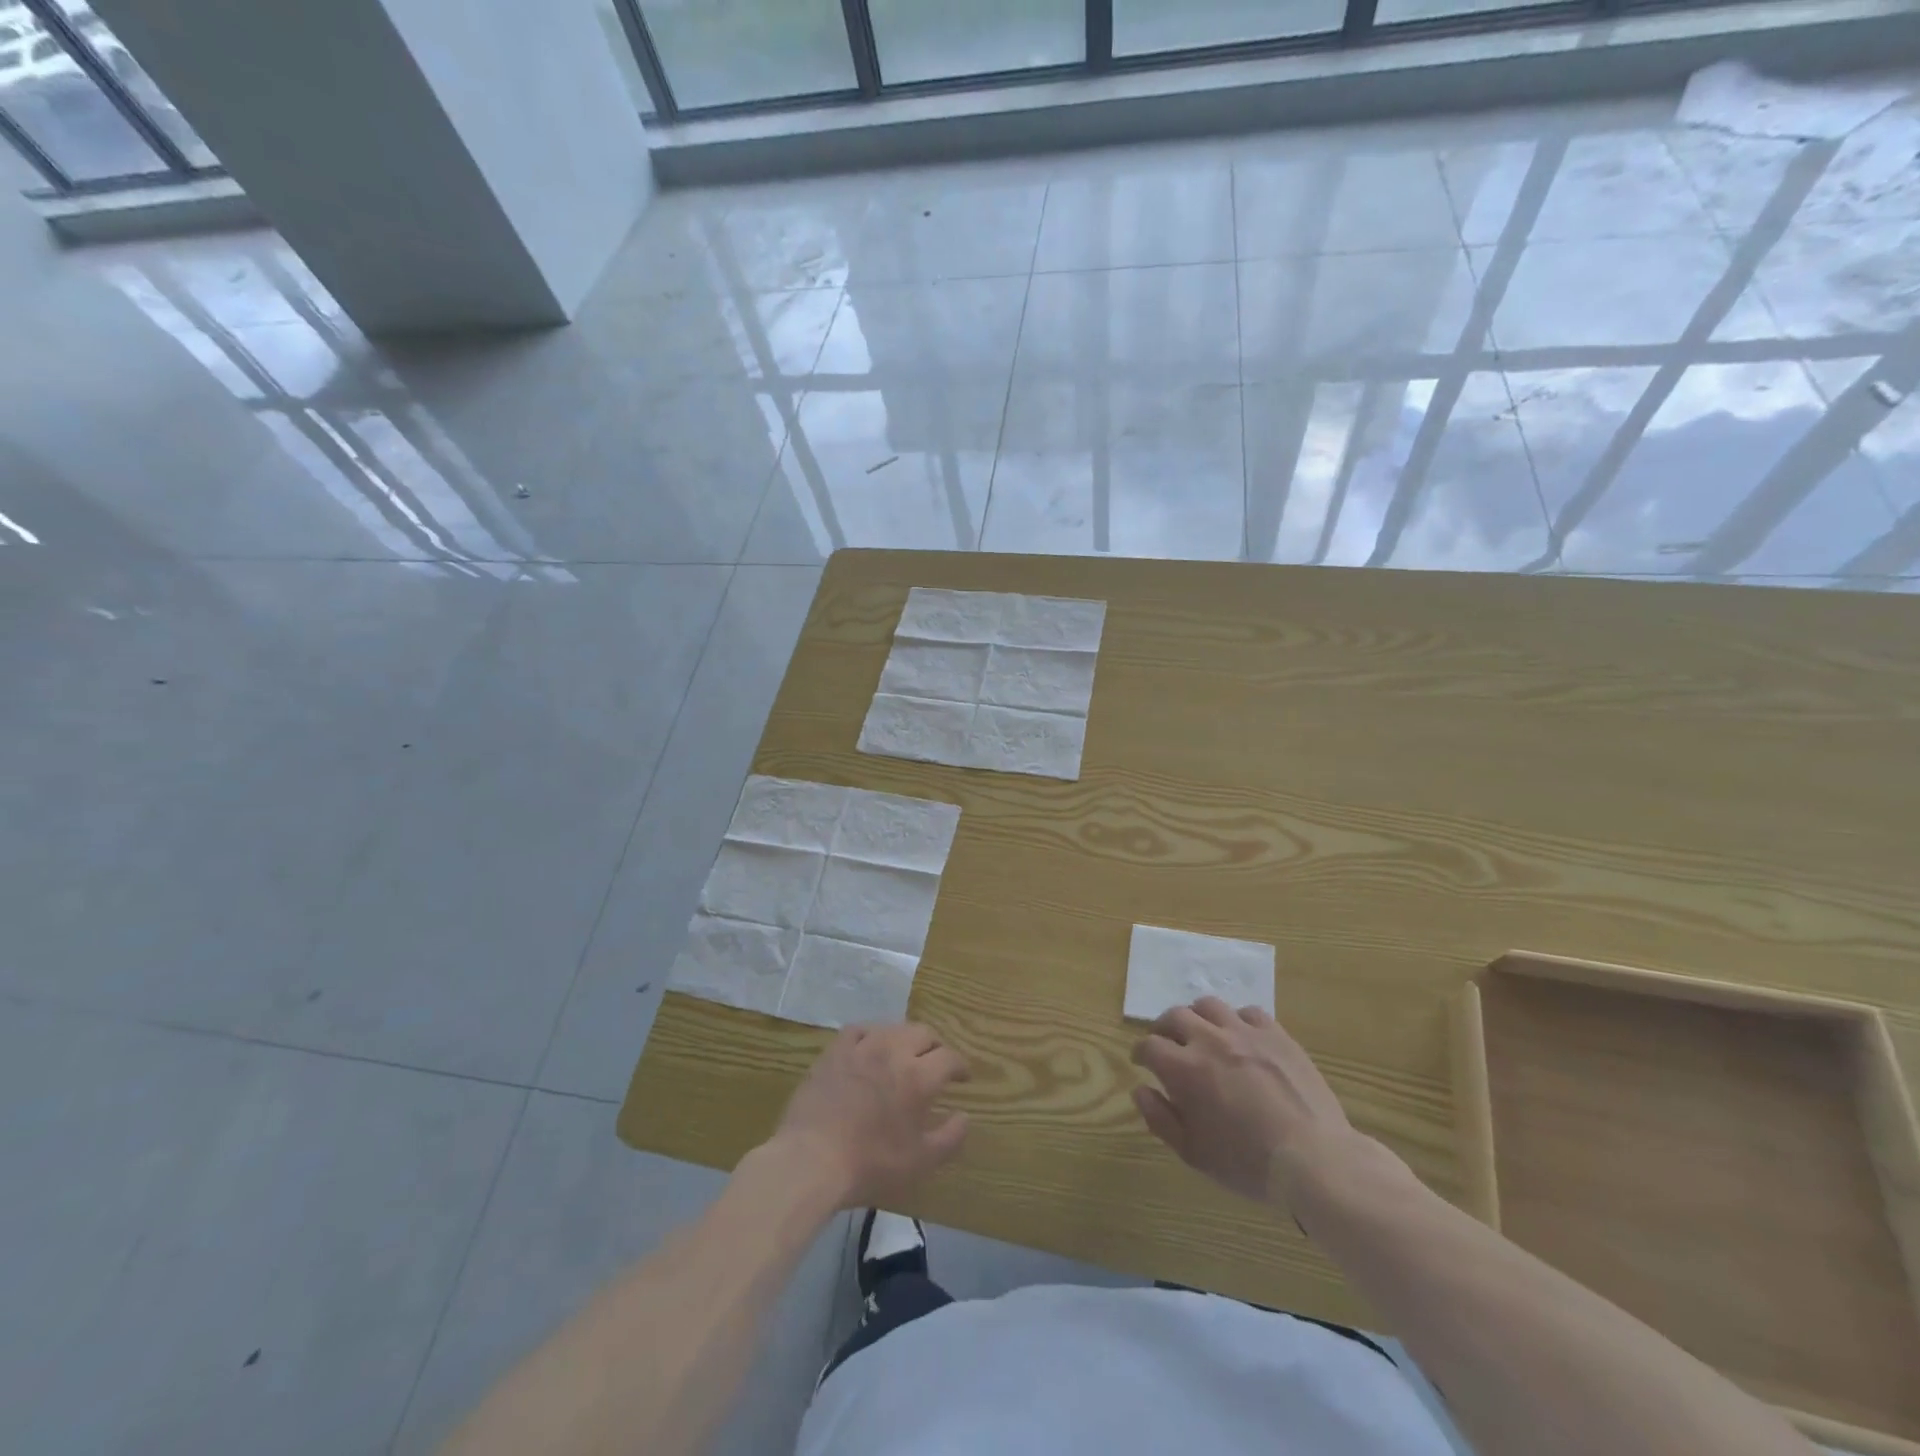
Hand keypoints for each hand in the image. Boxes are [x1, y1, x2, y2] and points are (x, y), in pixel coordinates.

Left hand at [772, 1023, 969, 1208]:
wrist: (811, 1160)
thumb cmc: (870, 1165)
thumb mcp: (920, 1162)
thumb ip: (950, 1137)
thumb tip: (965, 1116)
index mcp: (918, 1077)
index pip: (949, 1057)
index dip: (960, 1066)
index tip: (962, 1077)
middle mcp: (893, 1051)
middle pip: (924, 1033)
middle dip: (936, 1046)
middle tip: (936, 1063)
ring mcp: (861, 1046)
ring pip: (893, 1027)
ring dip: (906, 1038)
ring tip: (905, 1055)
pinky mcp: (835, 1050)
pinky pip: (860, 1029)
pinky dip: (872, 1034)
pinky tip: (870, 1047)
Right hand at [1132, 997, 1371, 1207]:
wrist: (1313, 1159)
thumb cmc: (1247, 1163)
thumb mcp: (1193, 1153)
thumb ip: (1160, 1118)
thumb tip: (1140, 1089)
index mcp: (1184, 1068)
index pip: (1149, 1045)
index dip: (1141, 1052)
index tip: (1142, 1062)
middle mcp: (1209, 1040)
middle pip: (1175, 1016)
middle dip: (1164, 1028)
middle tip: (1167, 1043)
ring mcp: (1245, 1032)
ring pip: (1209, 1005)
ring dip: (1198, 1017)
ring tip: (1202, 1033)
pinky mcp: (1276, 1034)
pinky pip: (1248, 1012)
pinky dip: (1237, 1021)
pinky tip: (1241, 1038)